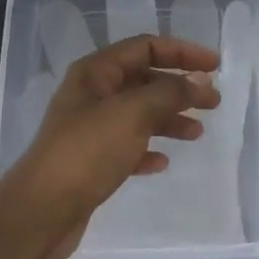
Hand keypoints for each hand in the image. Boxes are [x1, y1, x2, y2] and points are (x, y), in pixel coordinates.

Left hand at [1, 34, 220, 258]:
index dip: (182, 51)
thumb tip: (200, 79)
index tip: (215, 65)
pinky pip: (127, 146)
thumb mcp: (132, 114)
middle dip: (179, 88)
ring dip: (169, 119)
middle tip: (213, 102)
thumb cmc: (87, 152)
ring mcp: (90, 129)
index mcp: (95, 73)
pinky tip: (161, 162)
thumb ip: (170, 92)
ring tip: (196, 133)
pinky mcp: (91, 161)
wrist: (43, 210)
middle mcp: (91, 95)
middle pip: (143, 80)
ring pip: (138, 114)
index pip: (144, 47)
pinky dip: (147, 149)